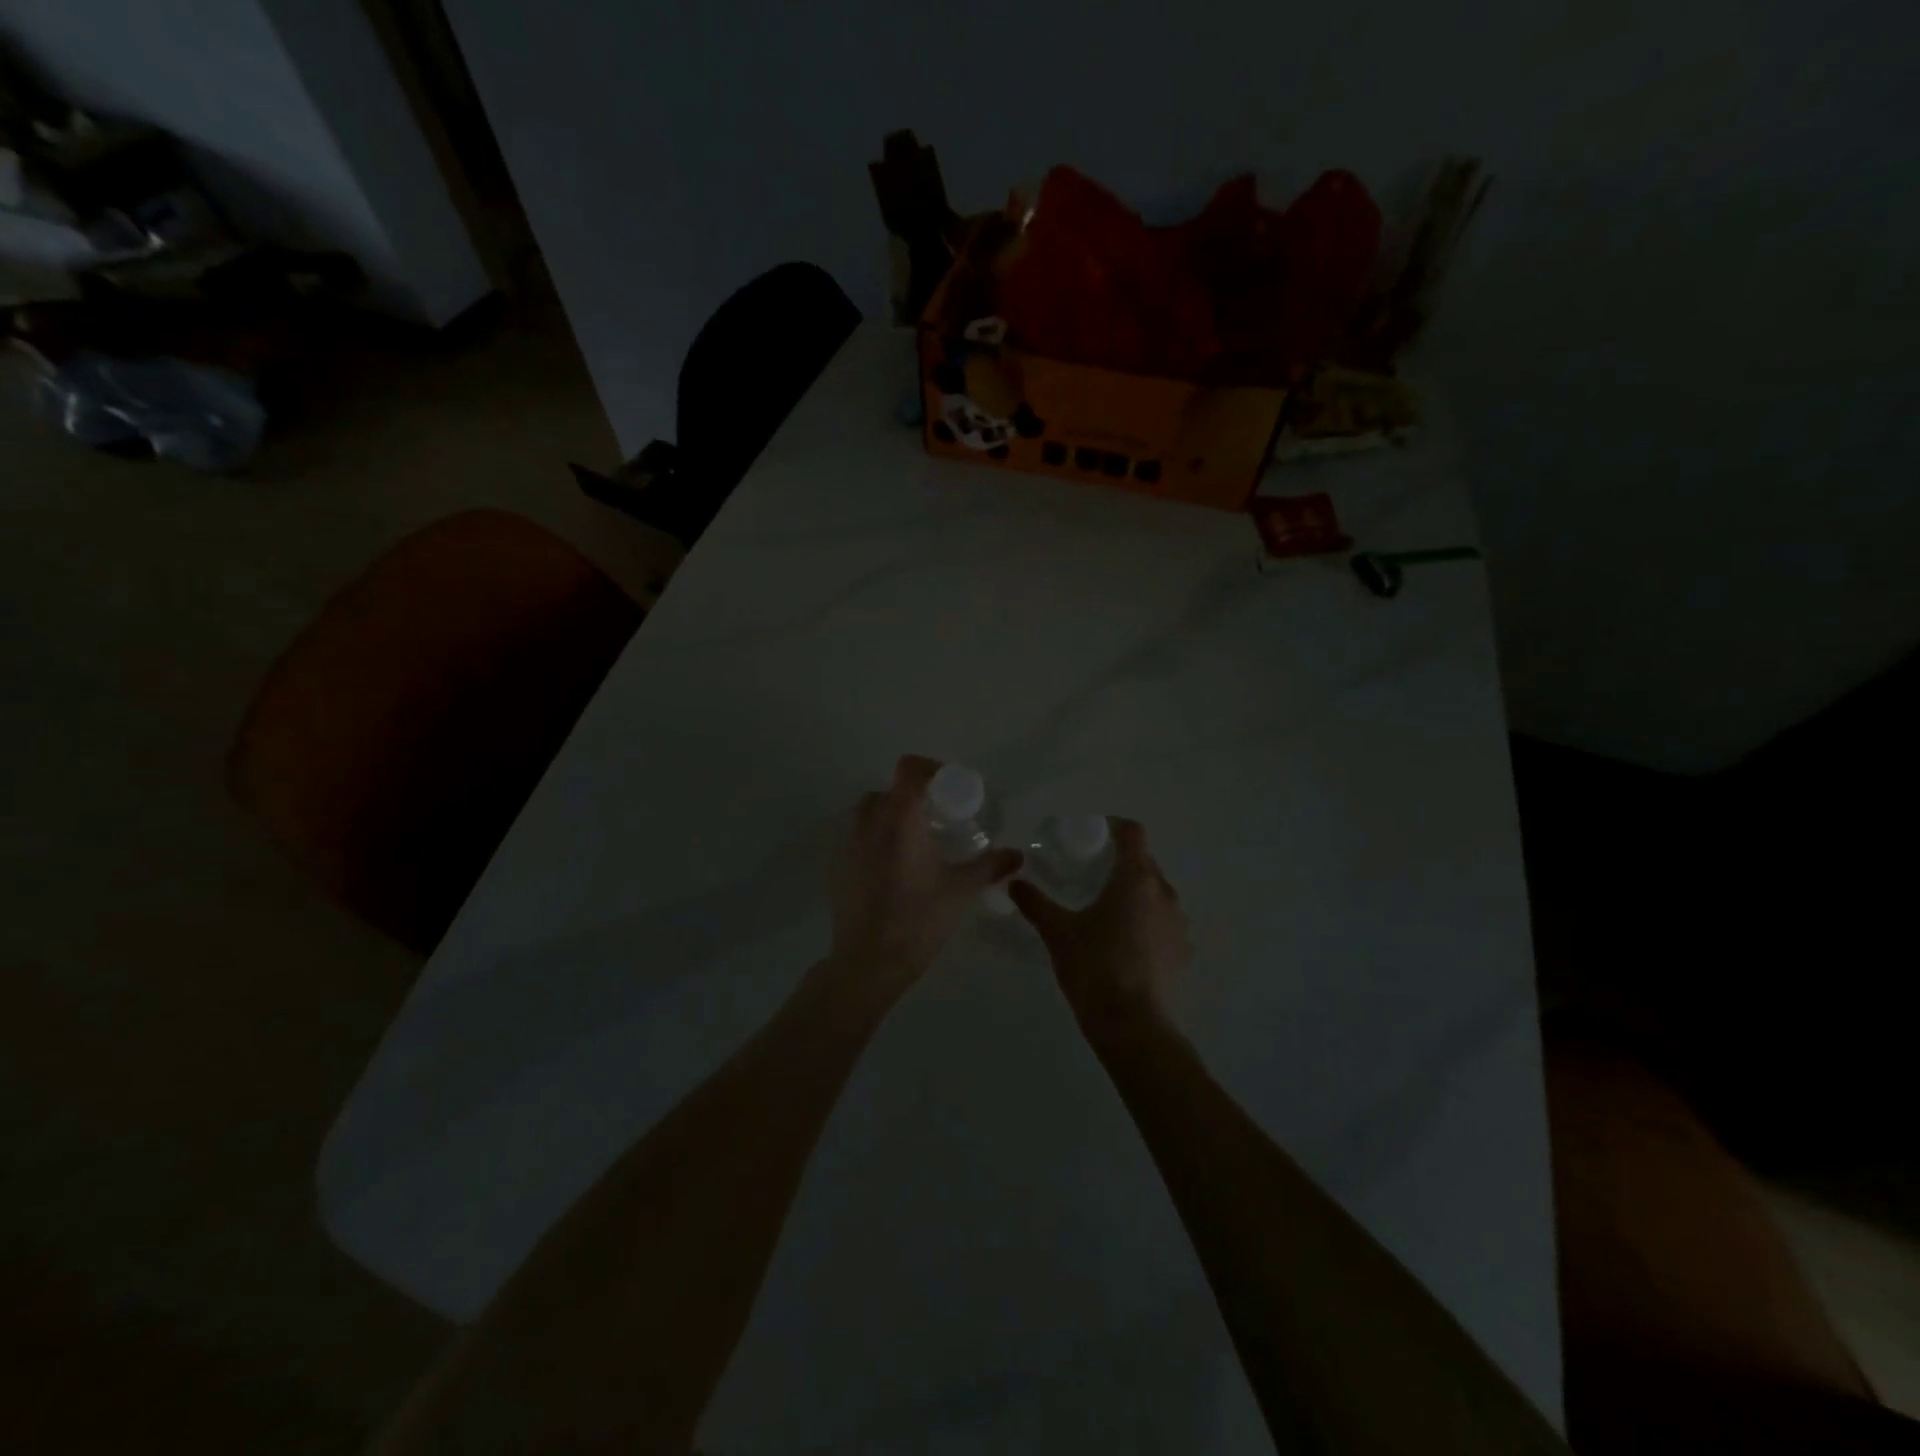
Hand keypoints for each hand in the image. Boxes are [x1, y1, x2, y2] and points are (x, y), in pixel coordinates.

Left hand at [826, 755, 1021, 1000]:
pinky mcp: (840, 867)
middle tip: (938, 818)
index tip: (951, 788)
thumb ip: (989, 866)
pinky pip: (859, 839)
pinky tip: (897, 870)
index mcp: (900, 818)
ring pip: (869, 813)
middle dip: (913, 797)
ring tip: (917, 842)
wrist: (868, 961)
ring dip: (891, 817)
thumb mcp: (961, 890)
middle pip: (889, 790)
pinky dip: (877, 841)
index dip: (930, 769)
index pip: (909, 769)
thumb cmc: (918, 918)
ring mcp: (849, 845)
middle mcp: (870, 822)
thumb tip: (1017, 854)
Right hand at [1009, 818, 1191, 1037]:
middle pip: (1145, 862)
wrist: (1133, 1025)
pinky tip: (1124, 940)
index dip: (1114, 827)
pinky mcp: (1182, 950)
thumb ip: (1035, 903)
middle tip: (1091, 871)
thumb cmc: (1094, 968)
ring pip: (1156, 892)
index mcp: (1136, 879)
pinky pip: (1164, 921)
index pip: (1133, 834)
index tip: (1093, 834)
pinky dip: (1146, 919)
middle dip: (1120, 861)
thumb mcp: (1057, 933)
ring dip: (1135, 892)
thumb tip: (1014, 882)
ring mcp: (1178, 923)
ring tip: (1107, 908)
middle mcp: (1164, 893)